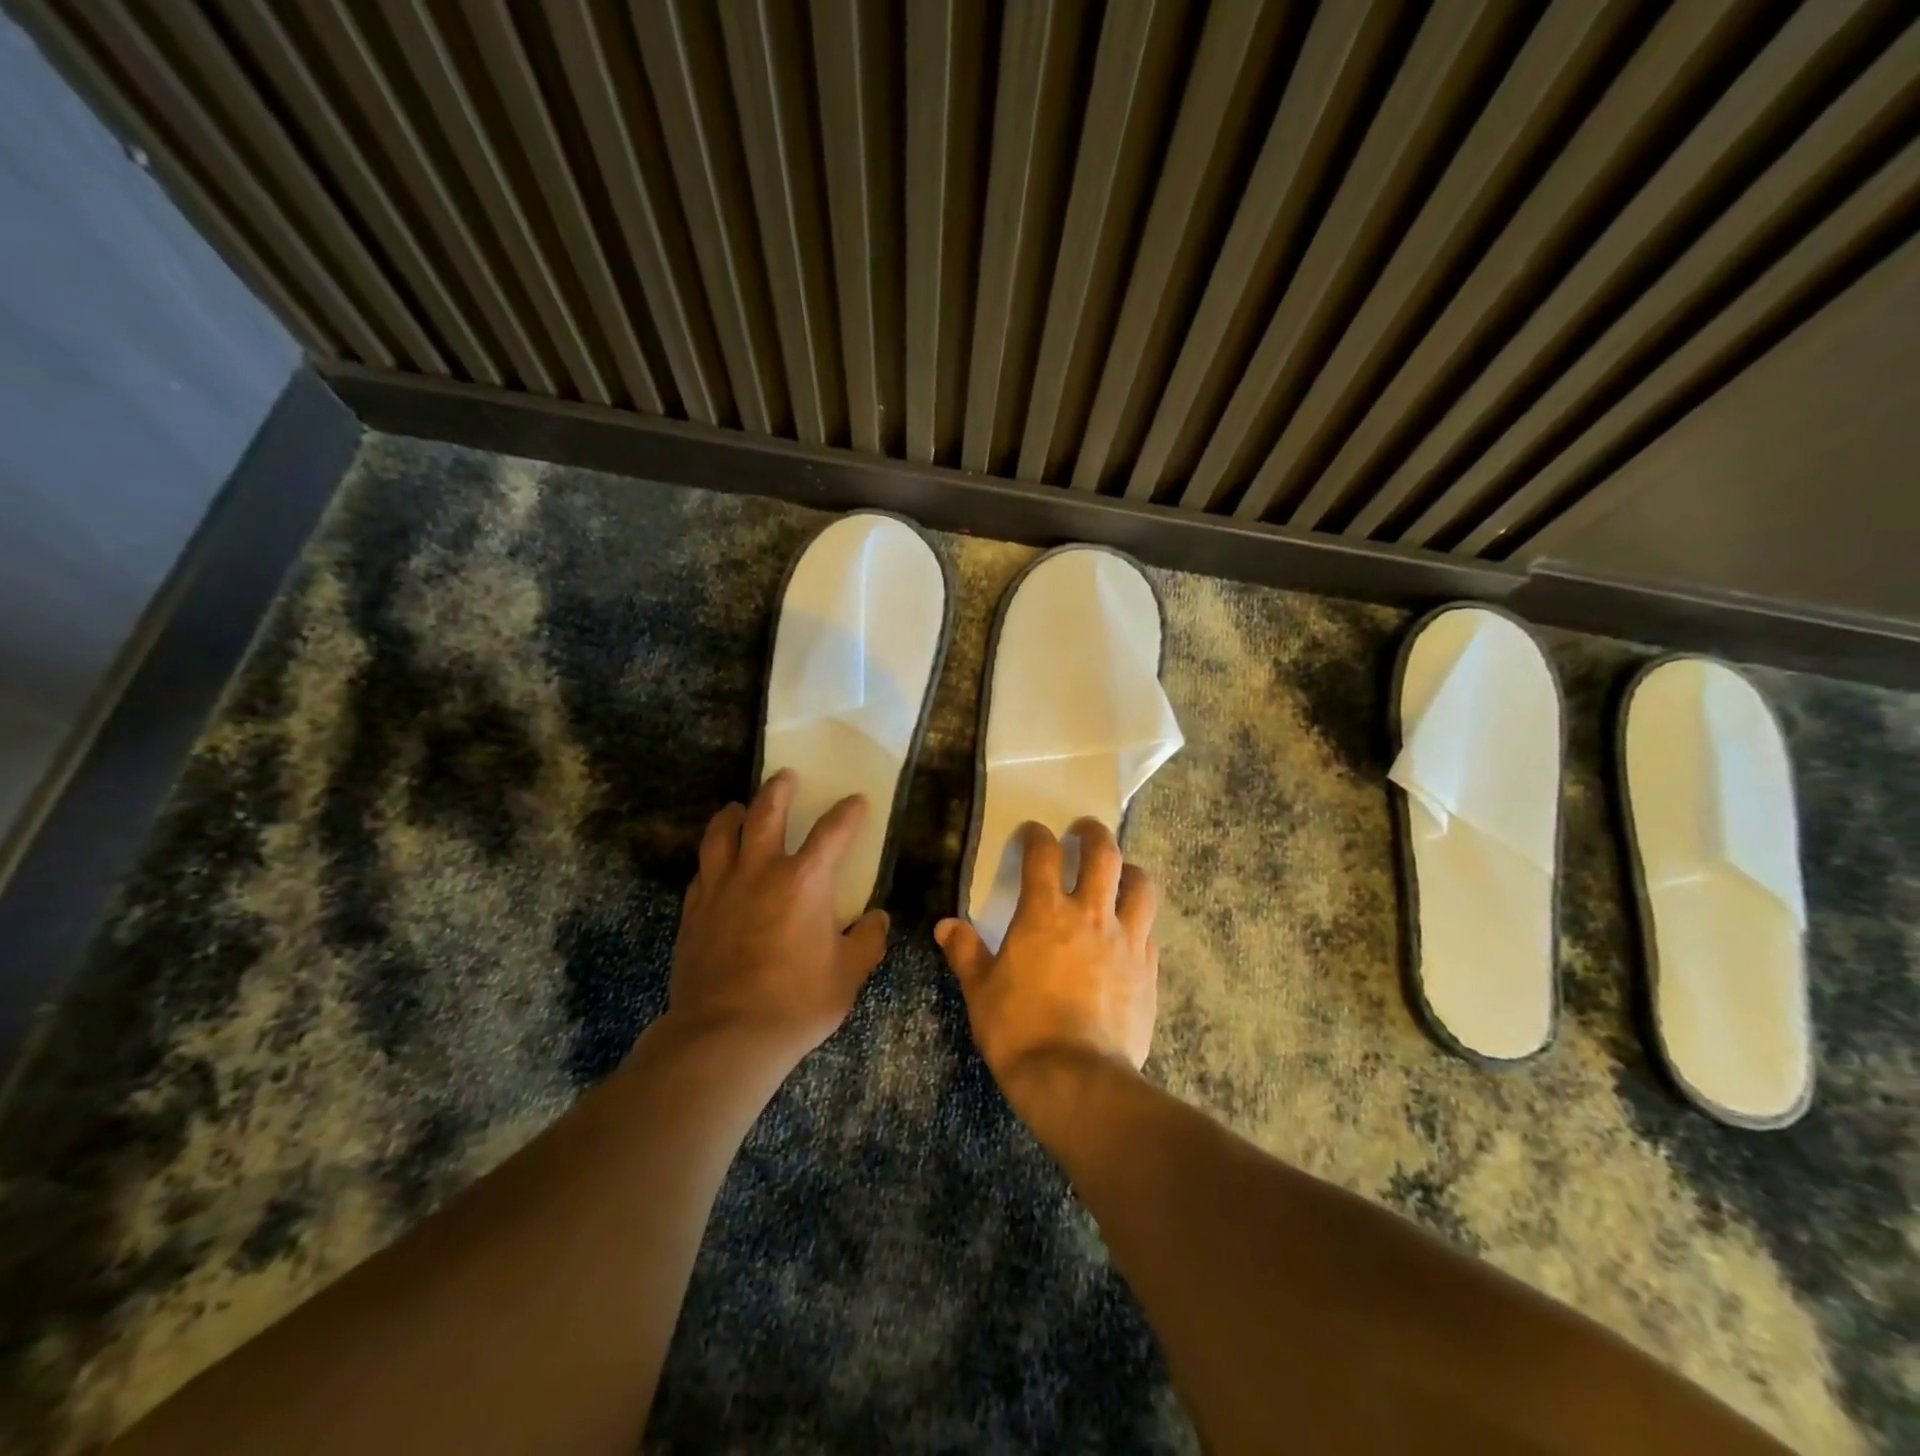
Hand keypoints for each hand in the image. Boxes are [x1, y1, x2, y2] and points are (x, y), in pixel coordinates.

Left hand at [667, 770, 889, 1068]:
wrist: (725, 1035)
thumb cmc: (797, 1002)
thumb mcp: (848, 974)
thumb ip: (868, 940)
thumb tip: (877, 918)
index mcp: (805, 880)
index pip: (833, 831)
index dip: (848, 812)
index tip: (857, 801)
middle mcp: (760, 871)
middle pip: (766, 813)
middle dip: (779, 790)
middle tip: (786, 776)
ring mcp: (721, 888)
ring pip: (721, 834)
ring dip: (733, 814)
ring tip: (738, 807)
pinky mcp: (694, 911)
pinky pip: (702, 870)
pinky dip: (713, 858)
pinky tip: (716, 863)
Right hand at [934, 819, 1158, 1112]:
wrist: (1076, 1078)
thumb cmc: (1019, 1029)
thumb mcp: (981, 990)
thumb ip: (965, 952)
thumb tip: (947, 925)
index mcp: (1045, 913)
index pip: (1043, 855)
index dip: (1036, 836)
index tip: (1032, 832)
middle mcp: (1090, 915)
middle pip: (1104, 855)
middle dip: (1094, 834)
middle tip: (1085, 830)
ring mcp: (1126, 941)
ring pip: (1140, 887)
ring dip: (1130, 871)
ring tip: (1121, 872)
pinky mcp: (1148, 970)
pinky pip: (1149, 931)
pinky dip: (1139, 921)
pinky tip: (1131, 931)